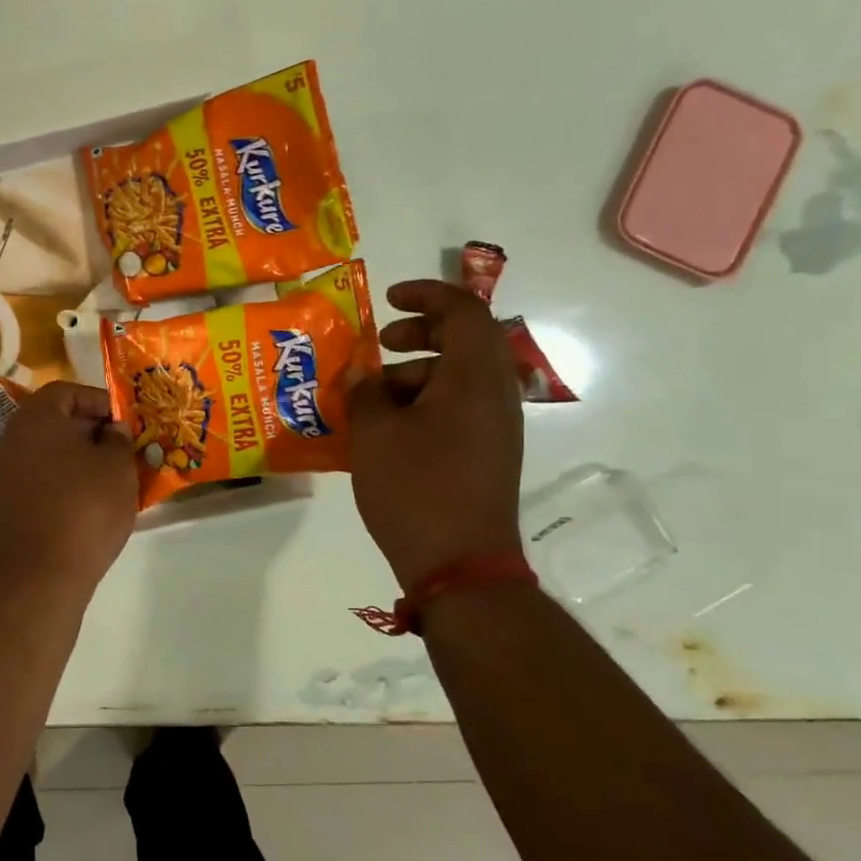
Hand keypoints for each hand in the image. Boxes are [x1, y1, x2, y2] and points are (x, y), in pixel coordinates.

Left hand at [0, 381, 138, 596]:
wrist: (40, 573)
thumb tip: (112, 430)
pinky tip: (89, 498)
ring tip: (111, 474)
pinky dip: (63, 478)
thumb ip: (119, 439)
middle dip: (91, 429)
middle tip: (122, 447)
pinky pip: (40, 476)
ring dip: (78, 456)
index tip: (125, 421)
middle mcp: (12, 437)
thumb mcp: (117, 467)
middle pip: (54, 419)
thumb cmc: (85, 508)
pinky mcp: (7, 501)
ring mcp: (4, 471)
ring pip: (48, 450)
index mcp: (36, 417)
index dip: (100, 401)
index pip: (67, 391)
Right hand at [347, 279, 524, 589]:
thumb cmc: (415, 488)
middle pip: (467, 341)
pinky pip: (459, 408)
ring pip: (461, 377)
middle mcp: (495, 395)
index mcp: (474, 377)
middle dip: (420, 334)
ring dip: (417, 373)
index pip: (464, 310)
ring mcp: (497, 427)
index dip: (426, 295)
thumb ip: (365, 392)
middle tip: (381, 345)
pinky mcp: (488, 454)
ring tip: (372, 399)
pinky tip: (387, 430)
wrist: (460, 565)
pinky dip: (426, 403)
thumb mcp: (374, 434)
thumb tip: (363, 373)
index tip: (387, 301)